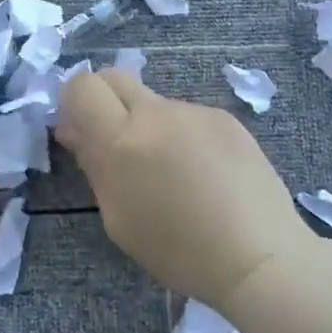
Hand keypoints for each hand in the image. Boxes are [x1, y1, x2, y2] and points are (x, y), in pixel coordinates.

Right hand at [56, 68, 301, 306]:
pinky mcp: (225, 118)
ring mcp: (194, 111)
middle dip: (104, 100)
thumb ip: (94, 166)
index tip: (80, 129)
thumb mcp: (119, 218)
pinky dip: (183, 136)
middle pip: (114, 77)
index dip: (74, 101)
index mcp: (121, 140)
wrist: (257, 256)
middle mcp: (156, 113)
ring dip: (148, 125)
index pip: (83, 86)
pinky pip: (188, 117)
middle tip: (114, 140)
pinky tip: (205, 174)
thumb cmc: (178, 250)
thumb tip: (76, 132)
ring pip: (154, 102)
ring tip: (173, 173)